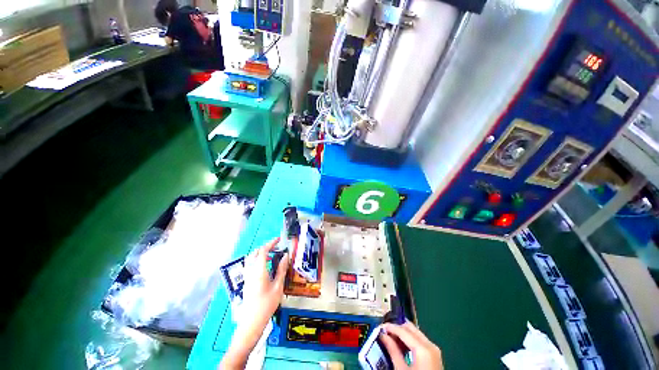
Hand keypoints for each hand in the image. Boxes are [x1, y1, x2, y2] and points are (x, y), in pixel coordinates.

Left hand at [220, 238, 288, 369]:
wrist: (252, 321)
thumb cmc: (267, 304)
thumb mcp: (278, 286)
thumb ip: (281, 269)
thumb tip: (286, 256)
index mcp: (259, 270)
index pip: (263, 251)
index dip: (271, 243)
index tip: (278, 239)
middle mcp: (251, 271)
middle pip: (255, 253)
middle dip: (265, 247)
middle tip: (275, 247)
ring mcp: (247, 276)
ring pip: (251, 258)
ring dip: (260, 254)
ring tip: (272, 257)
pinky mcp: (246, 281)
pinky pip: (250, 265)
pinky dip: (257, 261)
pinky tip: (265, 268)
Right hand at [380, 322, 442, 369]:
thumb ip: (392, 350)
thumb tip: (383, 336)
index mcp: (423, 348)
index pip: (403, 330)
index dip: (390, 327)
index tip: (379, 327)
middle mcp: (430, 345)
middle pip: (410, 328)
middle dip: (397, 328)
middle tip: (385, 333)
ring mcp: (434, 350)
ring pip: (415, 333)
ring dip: (403, 334)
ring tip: (391, 340)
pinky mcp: (434, 355)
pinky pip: (420, 341)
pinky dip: (409, 340)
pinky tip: (401, 346)